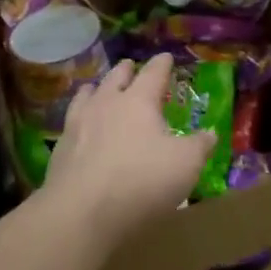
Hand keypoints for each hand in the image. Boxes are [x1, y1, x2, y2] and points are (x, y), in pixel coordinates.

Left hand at [42, 53, 213, 244]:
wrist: (81, 212)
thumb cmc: (142, 181)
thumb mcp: (186, 164)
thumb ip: (199, 146)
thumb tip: (210, 133)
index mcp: (138, 101)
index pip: (153, 73)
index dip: (162, 64)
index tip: (166, 57)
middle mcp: (106, 104)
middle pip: (116, 77)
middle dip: (126, 70)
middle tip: (130, 66)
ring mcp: (79, 124)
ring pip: (87, 95)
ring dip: (96, 88)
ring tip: (97, 87)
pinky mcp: (60, 149)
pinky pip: (70, 122)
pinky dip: (78, 117)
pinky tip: (79, 126)